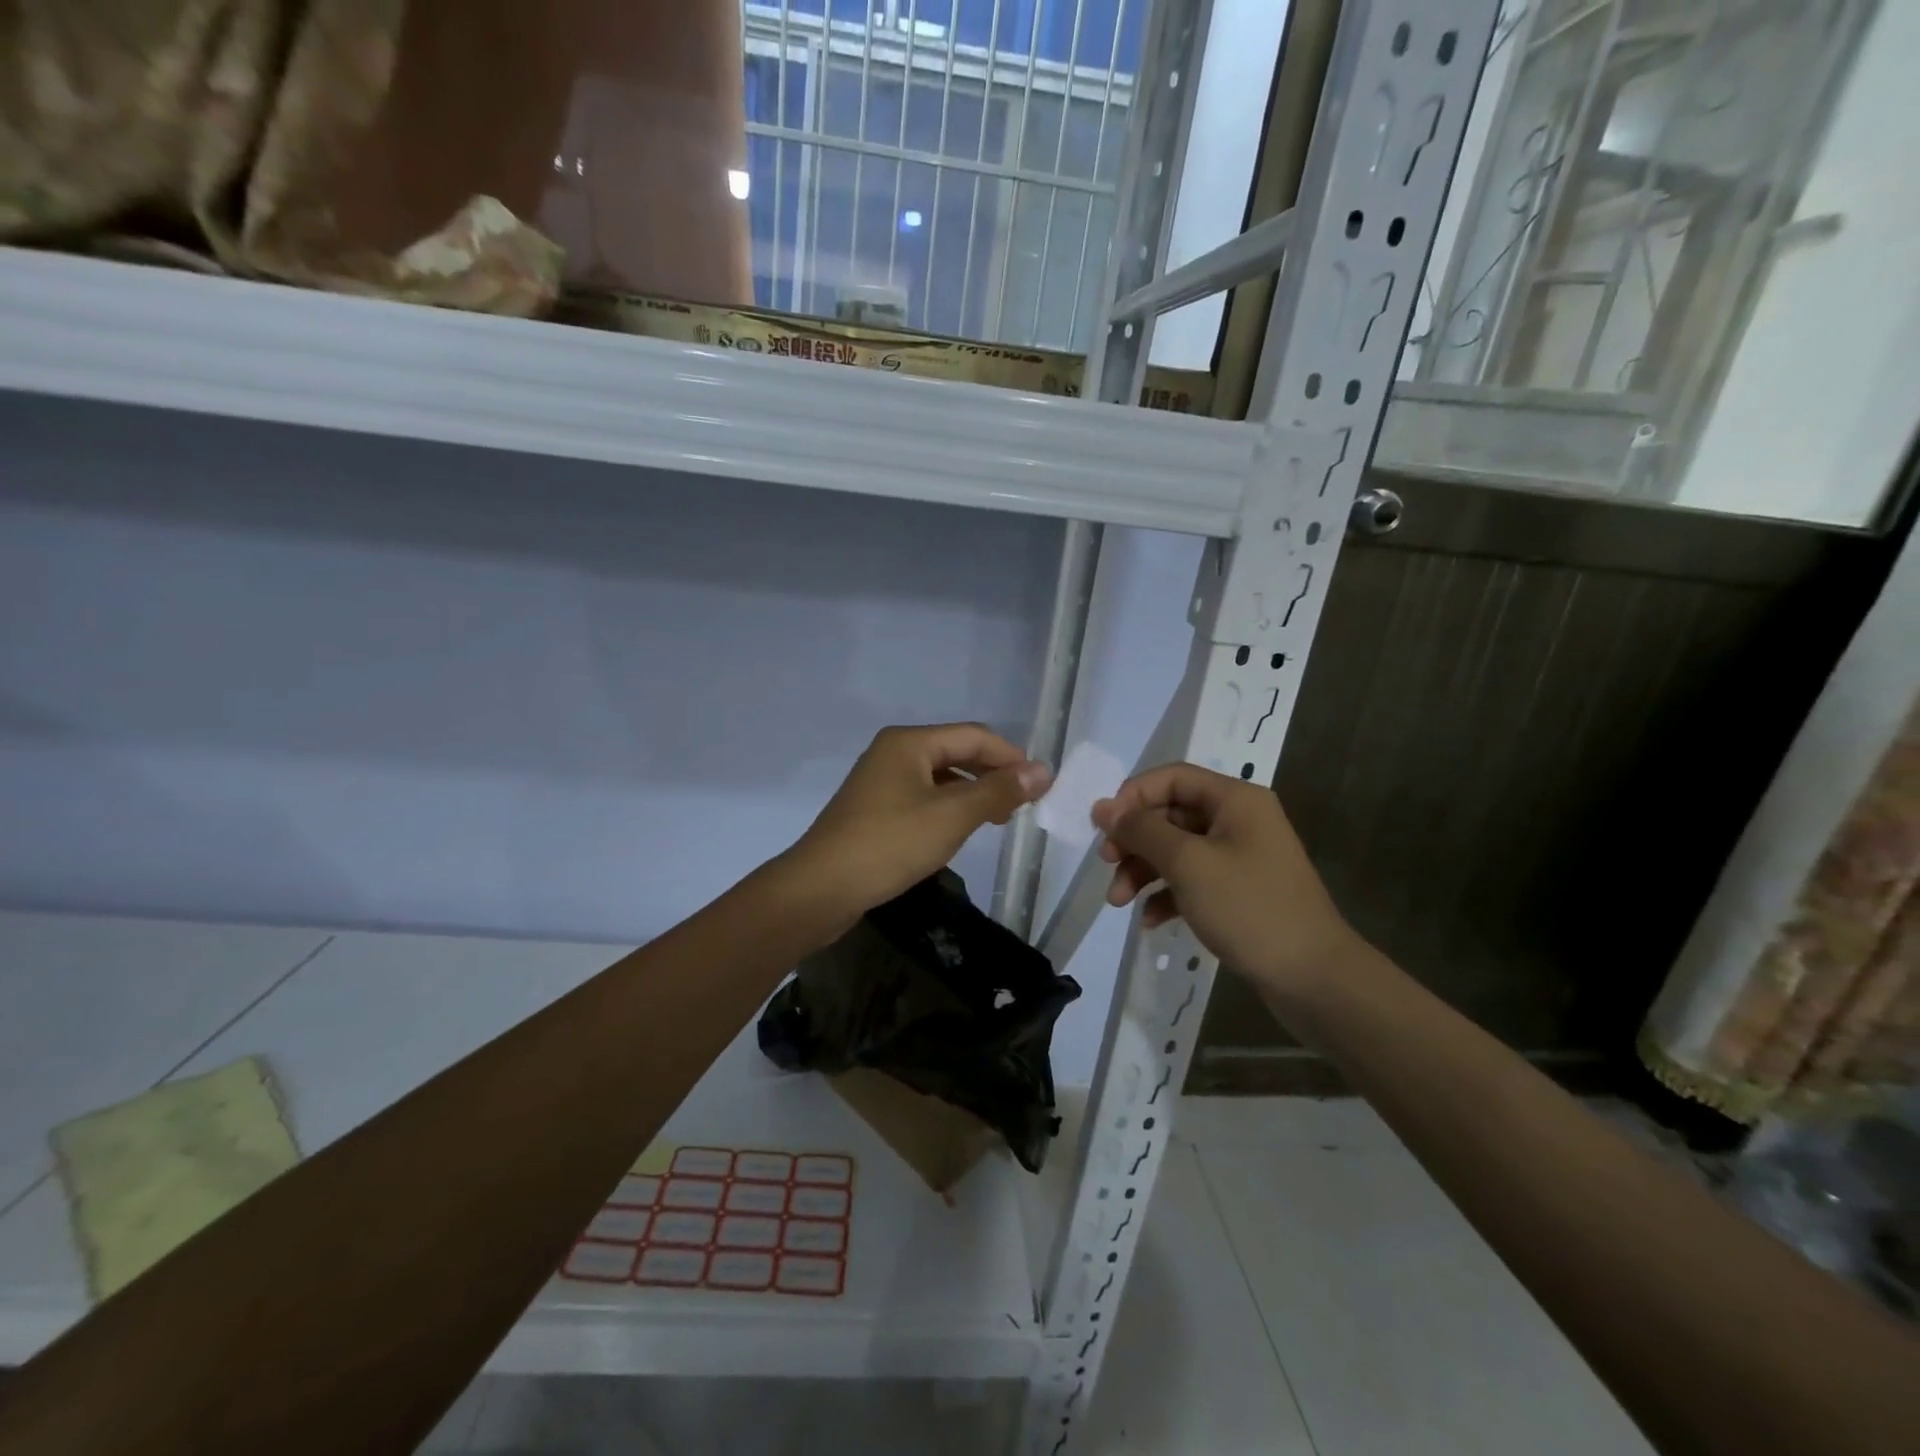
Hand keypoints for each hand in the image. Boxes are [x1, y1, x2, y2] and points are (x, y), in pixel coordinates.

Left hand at [782, 723, 1051, 930]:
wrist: (820, 888)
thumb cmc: (889, 844)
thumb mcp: (951, 816)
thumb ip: (997, 791)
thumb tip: (1042, 771)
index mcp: (909, 742)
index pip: (973, 736)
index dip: (1011, 757)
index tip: (1041, 785)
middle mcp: (893, 752)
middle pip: (956, 752)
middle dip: (992, 774)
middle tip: (1023, 805)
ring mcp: (881, 781)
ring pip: (940, 777)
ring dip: (972, 793)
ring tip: (998, 819)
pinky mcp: (875, 809)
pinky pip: (923, 798)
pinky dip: (948, 808)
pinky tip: (960, 830)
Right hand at [1092, 763, 1366, 1004]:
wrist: (1313, 978)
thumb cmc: (1249, 908)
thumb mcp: (1187, 863)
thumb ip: (1141, 830)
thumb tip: (1102, 808)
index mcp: (1235, 800)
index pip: (1171, 778)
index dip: (1133, 797)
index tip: (1105, 829)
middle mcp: (1239, 820)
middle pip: (1171, 814)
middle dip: (1134, 840)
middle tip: (1107, 865)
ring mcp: (1240, 857)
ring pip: (1177, 850)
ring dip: (1144, 870)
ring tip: (1119, 901)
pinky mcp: (1239, 892)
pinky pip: (1192, 880)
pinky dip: (1167, 894)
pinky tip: (1150, 920)